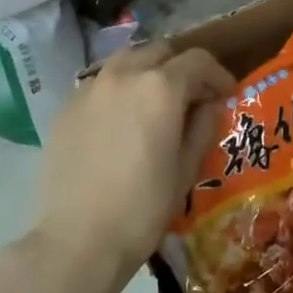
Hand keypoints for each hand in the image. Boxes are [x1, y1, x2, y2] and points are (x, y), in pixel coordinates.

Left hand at [30, 42, 233, 276]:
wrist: (78, 239)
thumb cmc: (143, 207)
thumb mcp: (185, 169)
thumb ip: (201, 128)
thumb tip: (208, 106)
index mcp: (160, 87)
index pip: (197, 61)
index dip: (218, 74)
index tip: (227, 94)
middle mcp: (124, 75)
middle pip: (159, 52)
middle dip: (180, 69)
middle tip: (191, 97)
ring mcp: (89, 89)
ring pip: (125, 63)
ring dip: (146, 74)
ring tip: (153, 104)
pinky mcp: (65, 108)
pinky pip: (99, 86)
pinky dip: (118, 92)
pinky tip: (120, 123)